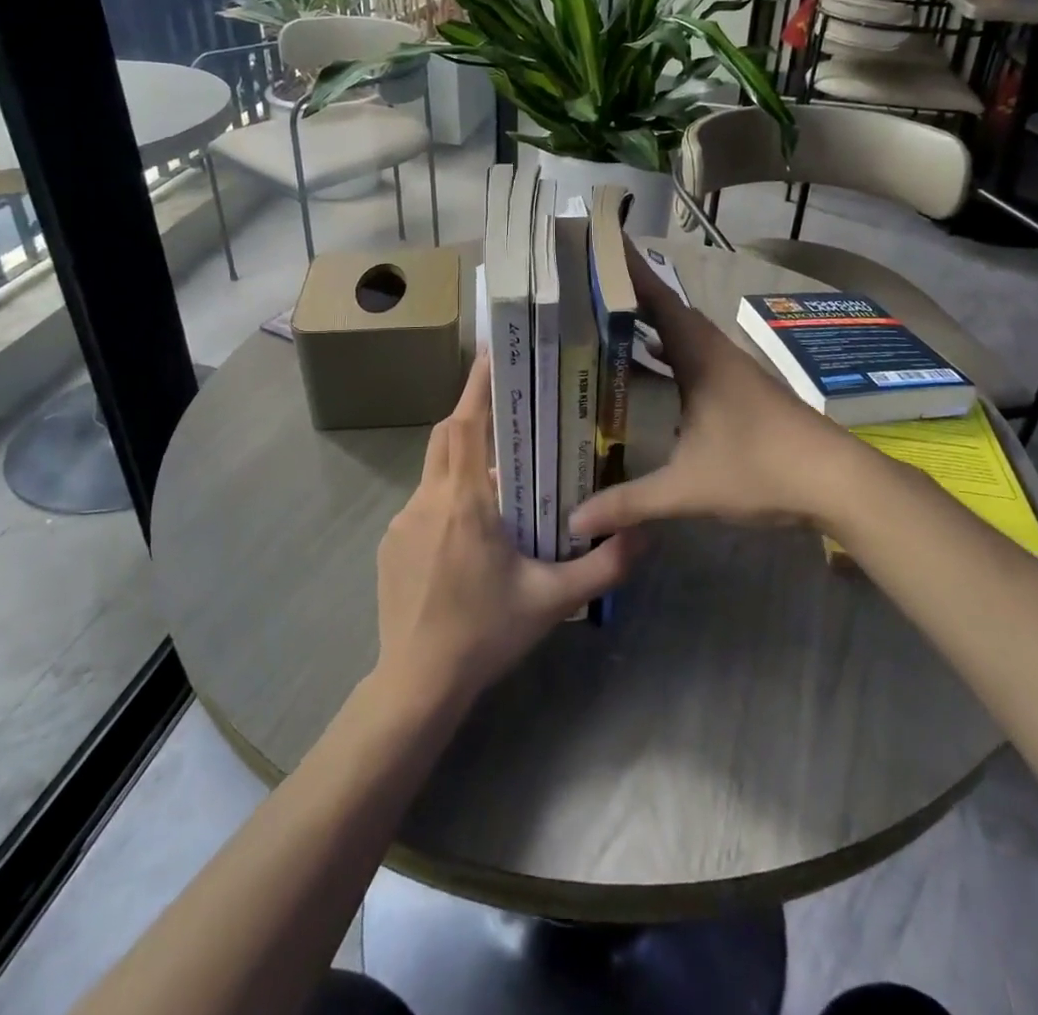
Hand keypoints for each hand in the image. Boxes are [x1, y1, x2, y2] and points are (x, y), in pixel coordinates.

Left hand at [376, 354, 636, 708]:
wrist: (417, 684)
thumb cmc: (485, 634)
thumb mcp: (552, 601)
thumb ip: (604, 566)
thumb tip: (646, 533)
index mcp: (465, 502)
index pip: (467, 424)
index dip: (477, 385)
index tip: (492, 352)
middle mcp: (428, 500)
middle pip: (446, 436)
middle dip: (473, 414)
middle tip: (508, 411)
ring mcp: (402, 521)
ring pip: (434, 469)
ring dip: (463, 461)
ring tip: (499, 480)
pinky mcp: (391, 543)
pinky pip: (423, 502)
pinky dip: (447, 496)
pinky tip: (469, 533)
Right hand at [570, 240, 873, 539]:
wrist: (837, 480)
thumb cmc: (760, 469)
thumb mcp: (687, 488)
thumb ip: (630, 502)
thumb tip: (575, 522)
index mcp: (701, 359)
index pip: (658, 301)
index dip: (629, 271)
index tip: (601, 243)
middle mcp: (717, 354)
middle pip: (670, 311)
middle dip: (633, 294)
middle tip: (591, 285)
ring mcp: (736, 370)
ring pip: (687, 333)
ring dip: (655, 322)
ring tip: (614, 319)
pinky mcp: (746, 389)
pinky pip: (699, 354)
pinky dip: (673, 349)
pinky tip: (659, 368)